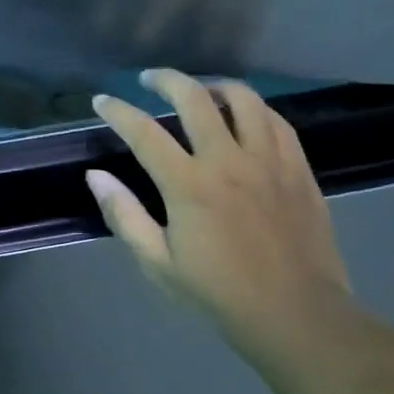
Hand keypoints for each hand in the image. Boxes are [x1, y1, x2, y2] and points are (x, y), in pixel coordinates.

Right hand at [86, 70, 352, 347]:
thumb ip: (125, 215)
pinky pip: (276, 120)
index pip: (144, 132)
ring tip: (200, 90)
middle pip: (195, 97)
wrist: (296, 313)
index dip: (118, 110)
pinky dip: (253, 108)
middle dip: (165, 80)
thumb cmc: (219, 292)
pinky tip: (244, 116)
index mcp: (189, 185)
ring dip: (214, 85)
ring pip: (243, 98)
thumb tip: (96, 177)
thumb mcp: (158, 263)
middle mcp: (228, 160)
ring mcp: (268, 160)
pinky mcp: (297, 168)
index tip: (103, 100)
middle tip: (150, 79)